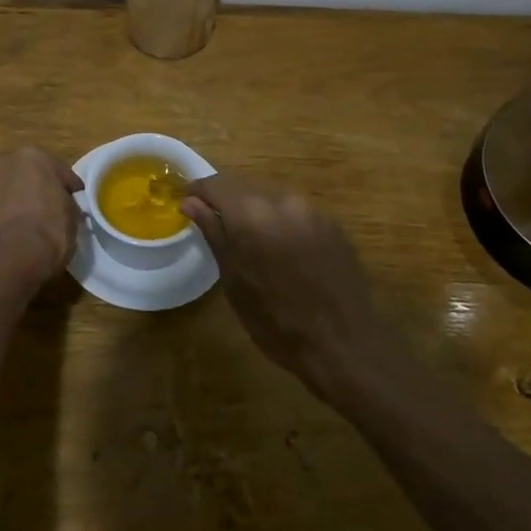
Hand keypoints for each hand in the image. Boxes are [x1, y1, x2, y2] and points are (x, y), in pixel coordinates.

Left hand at [0, 147, 83, 295]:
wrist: (4, 264)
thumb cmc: (47, 232)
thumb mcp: (72, 216)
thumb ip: (66, 203)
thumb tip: (60, 206)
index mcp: (33, 156)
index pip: (60, 172)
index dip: (70, 190)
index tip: (76, 204)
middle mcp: (3, 162)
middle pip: (29, 176)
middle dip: (39, 190)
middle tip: (51, 211)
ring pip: (9, 191)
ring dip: (18, 202)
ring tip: (31, 225)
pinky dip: (4, 217)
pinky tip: (14, 234)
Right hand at [180, 174, 392, 387]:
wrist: (343, 346)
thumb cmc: (277, 322)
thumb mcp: (234, 281)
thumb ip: (213, 233)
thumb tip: (190, 202)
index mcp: (253, 214)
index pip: (215, 185)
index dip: (197, 193)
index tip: (187, 206)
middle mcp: (283, 201)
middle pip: (243, 188)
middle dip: (225, 203)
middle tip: (215, 228)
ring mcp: (312, 210)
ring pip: (271, 199)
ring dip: (255, 213)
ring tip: (250, 244)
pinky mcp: (333, 224)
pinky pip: (295, 213)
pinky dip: (281, 223)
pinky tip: (282, 253)